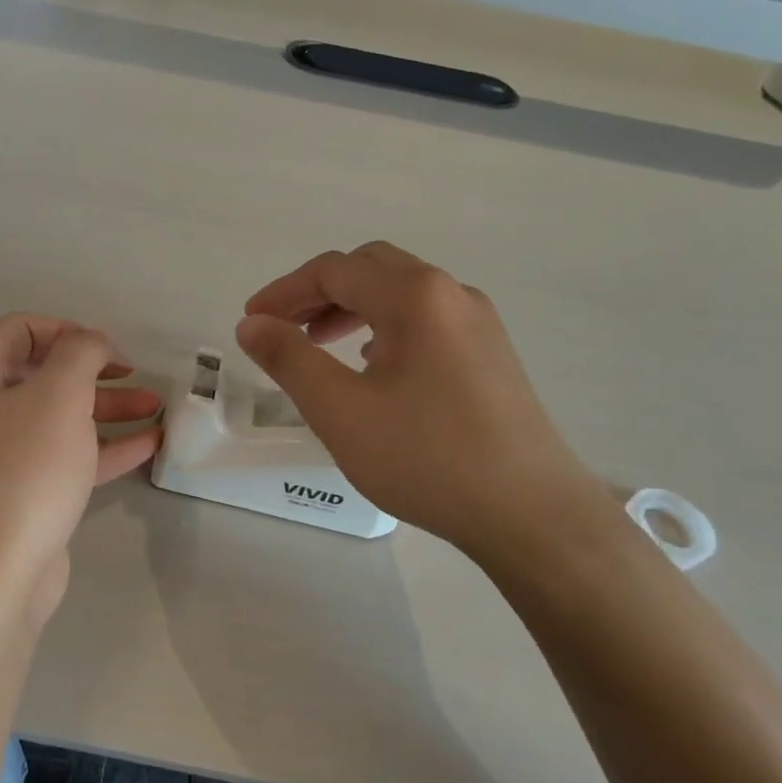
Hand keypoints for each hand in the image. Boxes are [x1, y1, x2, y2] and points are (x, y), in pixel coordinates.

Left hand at [0, 314, 161, 621]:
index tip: (111, 350)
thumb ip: (81, 353)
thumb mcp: (59, 395)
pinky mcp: (20, 491)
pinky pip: (64, 456)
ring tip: (157, 408)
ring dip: (107, 408)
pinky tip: (148, 444)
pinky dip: (103, 447)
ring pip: (59, 417)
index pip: (22, 329)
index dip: (70, 331)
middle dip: (97, 373)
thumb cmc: (24, 470)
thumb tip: (91, 341)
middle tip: (140, 378)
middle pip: (44, 374)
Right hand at [237, 242, 611, 566]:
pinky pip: (427, 320)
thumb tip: (252, 324)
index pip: (334, 271)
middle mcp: (451, 294)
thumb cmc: (426, 457)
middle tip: (283, 327)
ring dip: (352, 308)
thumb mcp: (340, 409)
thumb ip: (289, 359)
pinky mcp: (492, 355)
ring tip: (319, 344)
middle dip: (318, 292)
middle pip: (370, 269)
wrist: (530, 513)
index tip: (251, 320)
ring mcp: (479, 324)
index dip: (283, 291)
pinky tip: (373, 366)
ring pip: (401, 294)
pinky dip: (385, 327)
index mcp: (415, 296)